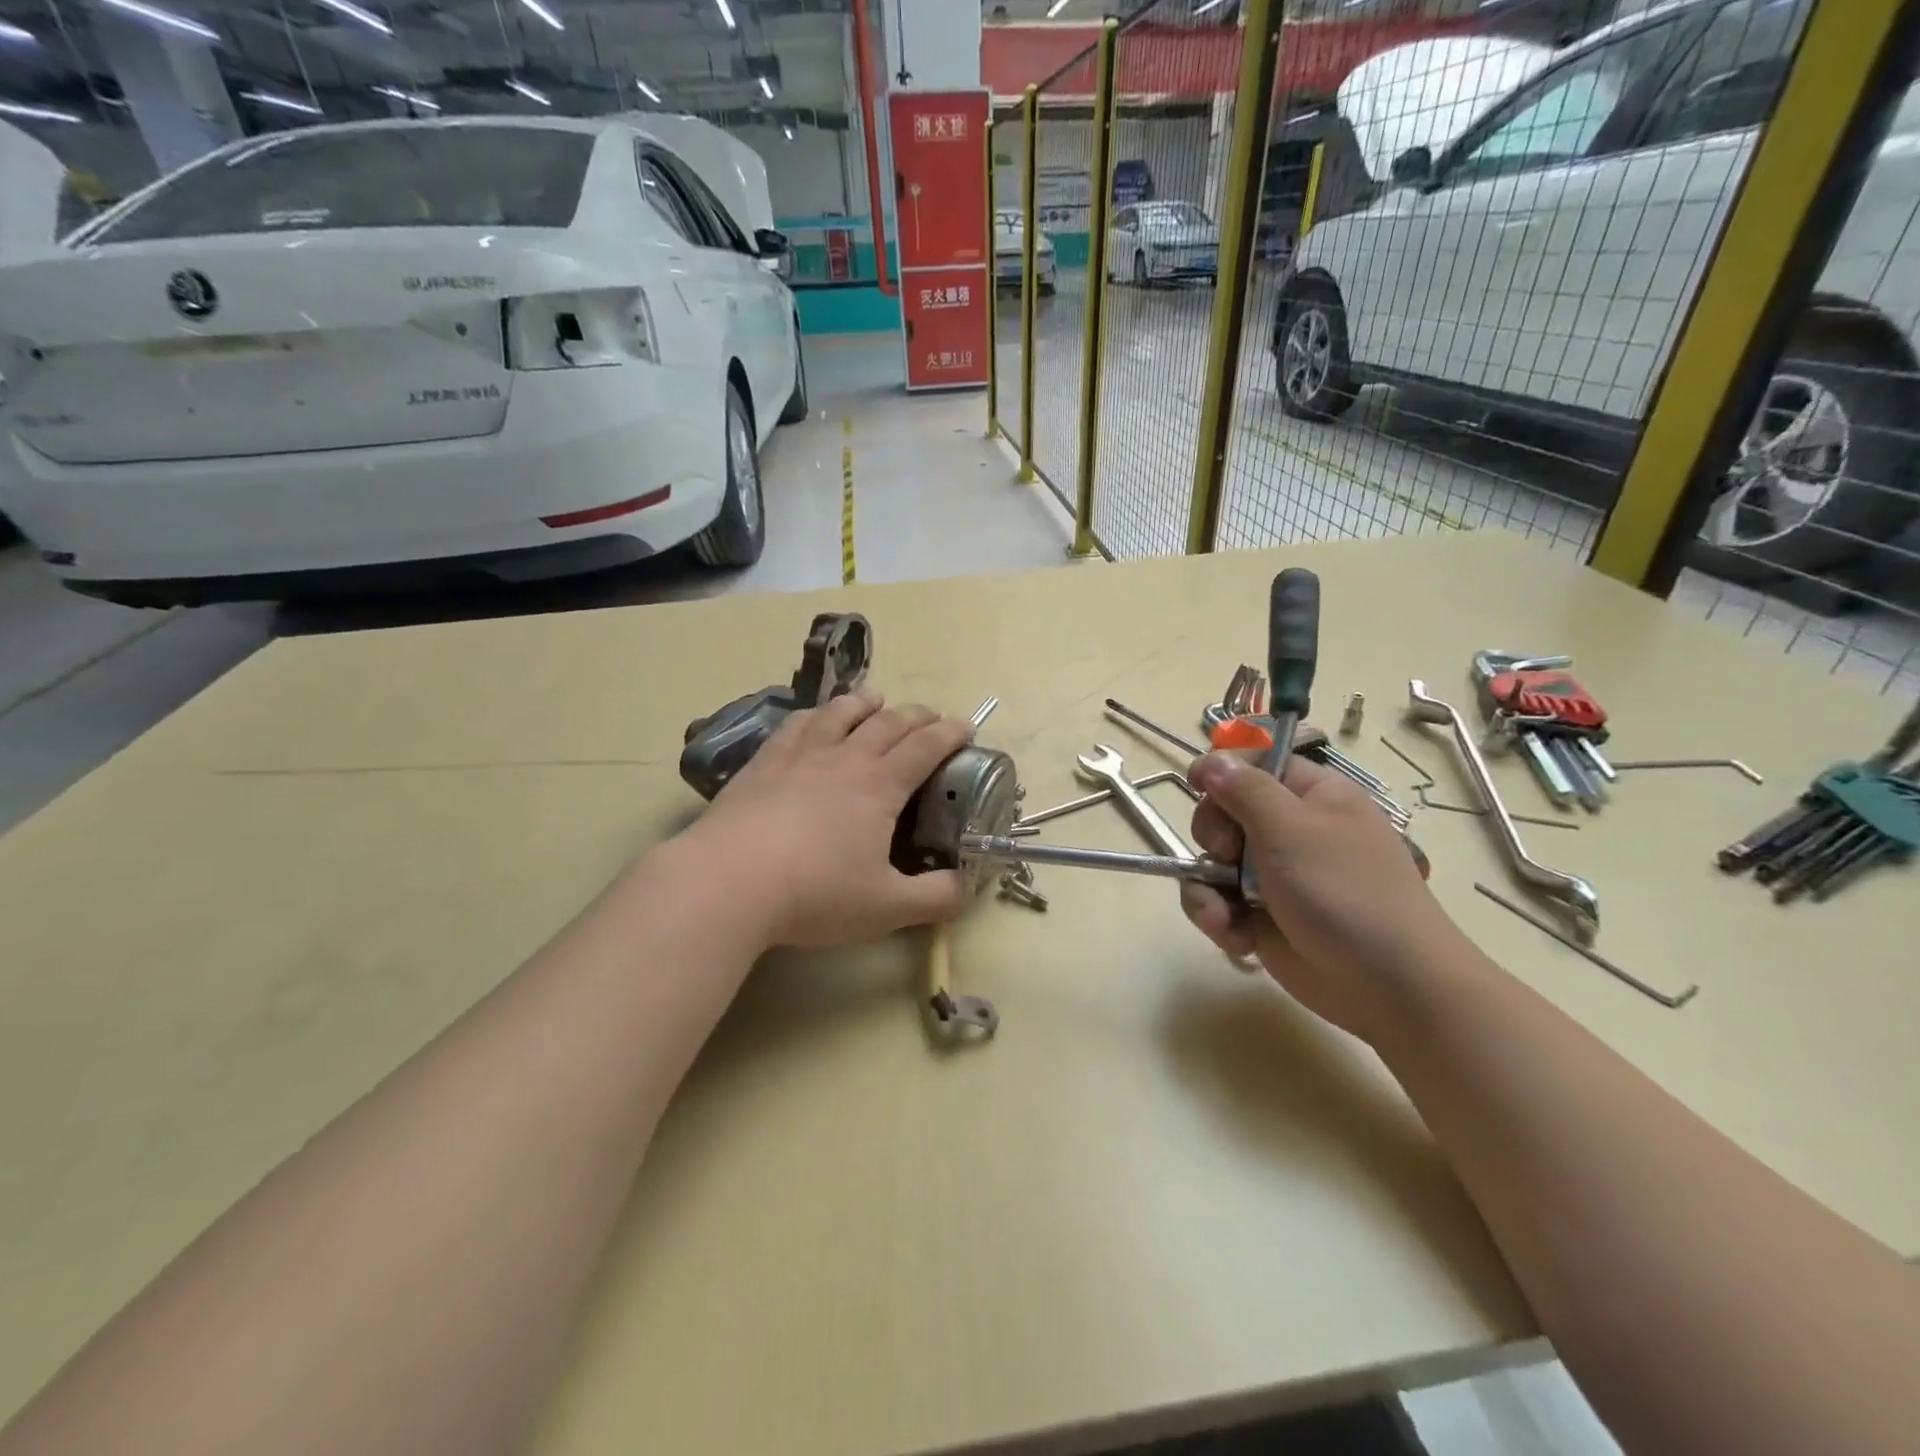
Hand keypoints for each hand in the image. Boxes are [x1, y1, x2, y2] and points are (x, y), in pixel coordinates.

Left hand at [680, 689, 974, 948]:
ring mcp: (800, 755)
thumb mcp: (887, 907)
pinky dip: (815, 714)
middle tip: (930, 717)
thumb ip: (936, 898)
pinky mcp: (763, 762)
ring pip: (839, 713)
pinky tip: (814, 719)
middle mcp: (844, 758)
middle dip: (916, 715)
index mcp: (880, 786)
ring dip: (864, 702)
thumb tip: (969, 889)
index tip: (966, 727)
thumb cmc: (815, 893)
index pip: (925, 747)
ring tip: (875, 699)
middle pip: (887, 722)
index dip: (950, 733)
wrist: (727, 881)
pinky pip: (796, 724)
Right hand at [1178, 752, 1469, 1042]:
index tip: (1197, 784)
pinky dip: (1218, 918)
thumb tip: (1210, 759)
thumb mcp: (1292, 830)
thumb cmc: (1345, 892)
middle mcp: (1289, 830)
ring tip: (1223, 913)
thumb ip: (1244, 790)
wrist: (1388, 986)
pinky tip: (1235, 937)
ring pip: (1211, 862)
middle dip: (1212, 836)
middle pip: (1222, 812)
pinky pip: (1217, 902)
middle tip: (1225, 854)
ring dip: (1207, 888)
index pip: (1256, 765)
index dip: (1223, 771)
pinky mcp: (1259, 915)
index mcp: (1311, 796)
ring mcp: (1272, 875)